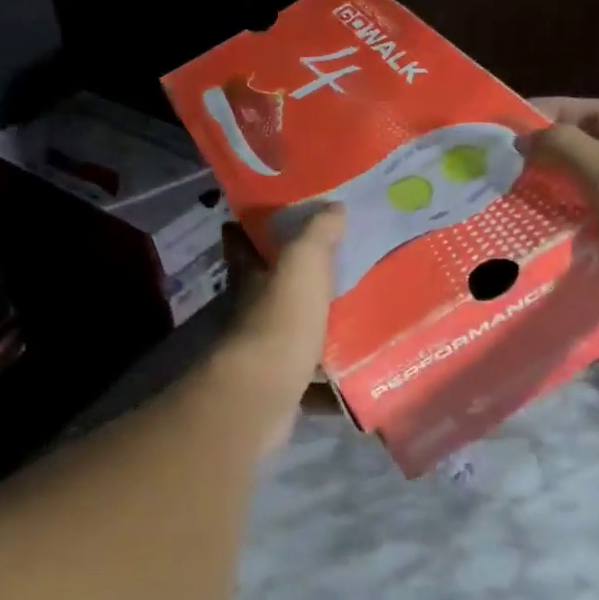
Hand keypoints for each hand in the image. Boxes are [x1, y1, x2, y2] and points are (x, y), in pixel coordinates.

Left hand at [211, 206, 344, 447]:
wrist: (265, 392)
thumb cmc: (281, 318)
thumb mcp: (303, 263)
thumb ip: (318, 234)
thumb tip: (334, 207)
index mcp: (251, 277)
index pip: (241, 244)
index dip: (247, 230)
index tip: (263, 218)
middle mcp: (252, 311)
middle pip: (268, 288)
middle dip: (290, 278)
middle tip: (331, 264)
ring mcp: (265, 351)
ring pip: (292, 331)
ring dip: (315, 325)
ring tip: (355, 314)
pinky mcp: (282, 385)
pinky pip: (311, 376)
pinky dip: (329, 377)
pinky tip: (357, 370)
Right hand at [524, 98, 598, 334]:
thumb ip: (568, 148)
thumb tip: (527, 137)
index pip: (591, 110)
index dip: (550, 111)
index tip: (510, 123)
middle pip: (593, 143)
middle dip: (552, 147)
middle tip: (510, 161)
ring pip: (596, 177)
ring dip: (561, 180)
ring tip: (523, 191)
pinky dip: (575, 210)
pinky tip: (555, 224)